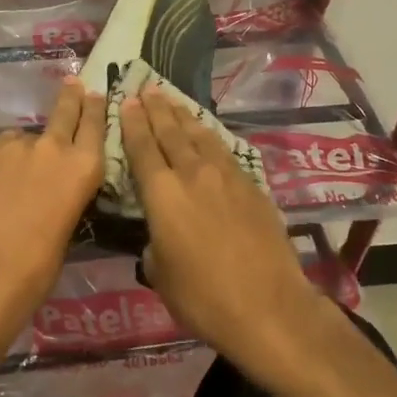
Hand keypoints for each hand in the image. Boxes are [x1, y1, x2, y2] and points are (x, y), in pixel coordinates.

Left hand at [0, 78, 105, 353]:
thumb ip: (63, 201)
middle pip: (63, 111)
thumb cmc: (32, 274)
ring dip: (22, 150)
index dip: (94, 108)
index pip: (94, 125)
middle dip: (70, 97)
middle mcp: (50, 148)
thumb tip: (51, 195)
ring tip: (11, 177)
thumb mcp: (64, 235)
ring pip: (20, 139)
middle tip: (72, 83)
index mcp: (81, 170)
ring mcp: (10, 147)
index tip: (94, 92)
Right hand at [120, 89, 323, 372]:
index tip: (127, 101)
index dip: (133, 124)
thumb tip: (158, 238)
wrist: (269, 307)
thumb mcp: (161, 277)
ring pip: (200, 136)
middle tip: (147, 89)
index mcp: (162, 196)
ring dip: (184, 116)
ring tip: (173, 100)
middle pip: (171, 133)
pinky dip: (210, 137)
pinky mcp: (252, 186)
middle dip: (156, 109)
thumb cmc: (204, 299)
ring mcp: (226, 177)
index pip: (142, 149)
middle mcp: (192, 175)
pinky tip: (208, 134)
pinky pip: (224, 151)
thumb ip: (154, 247)